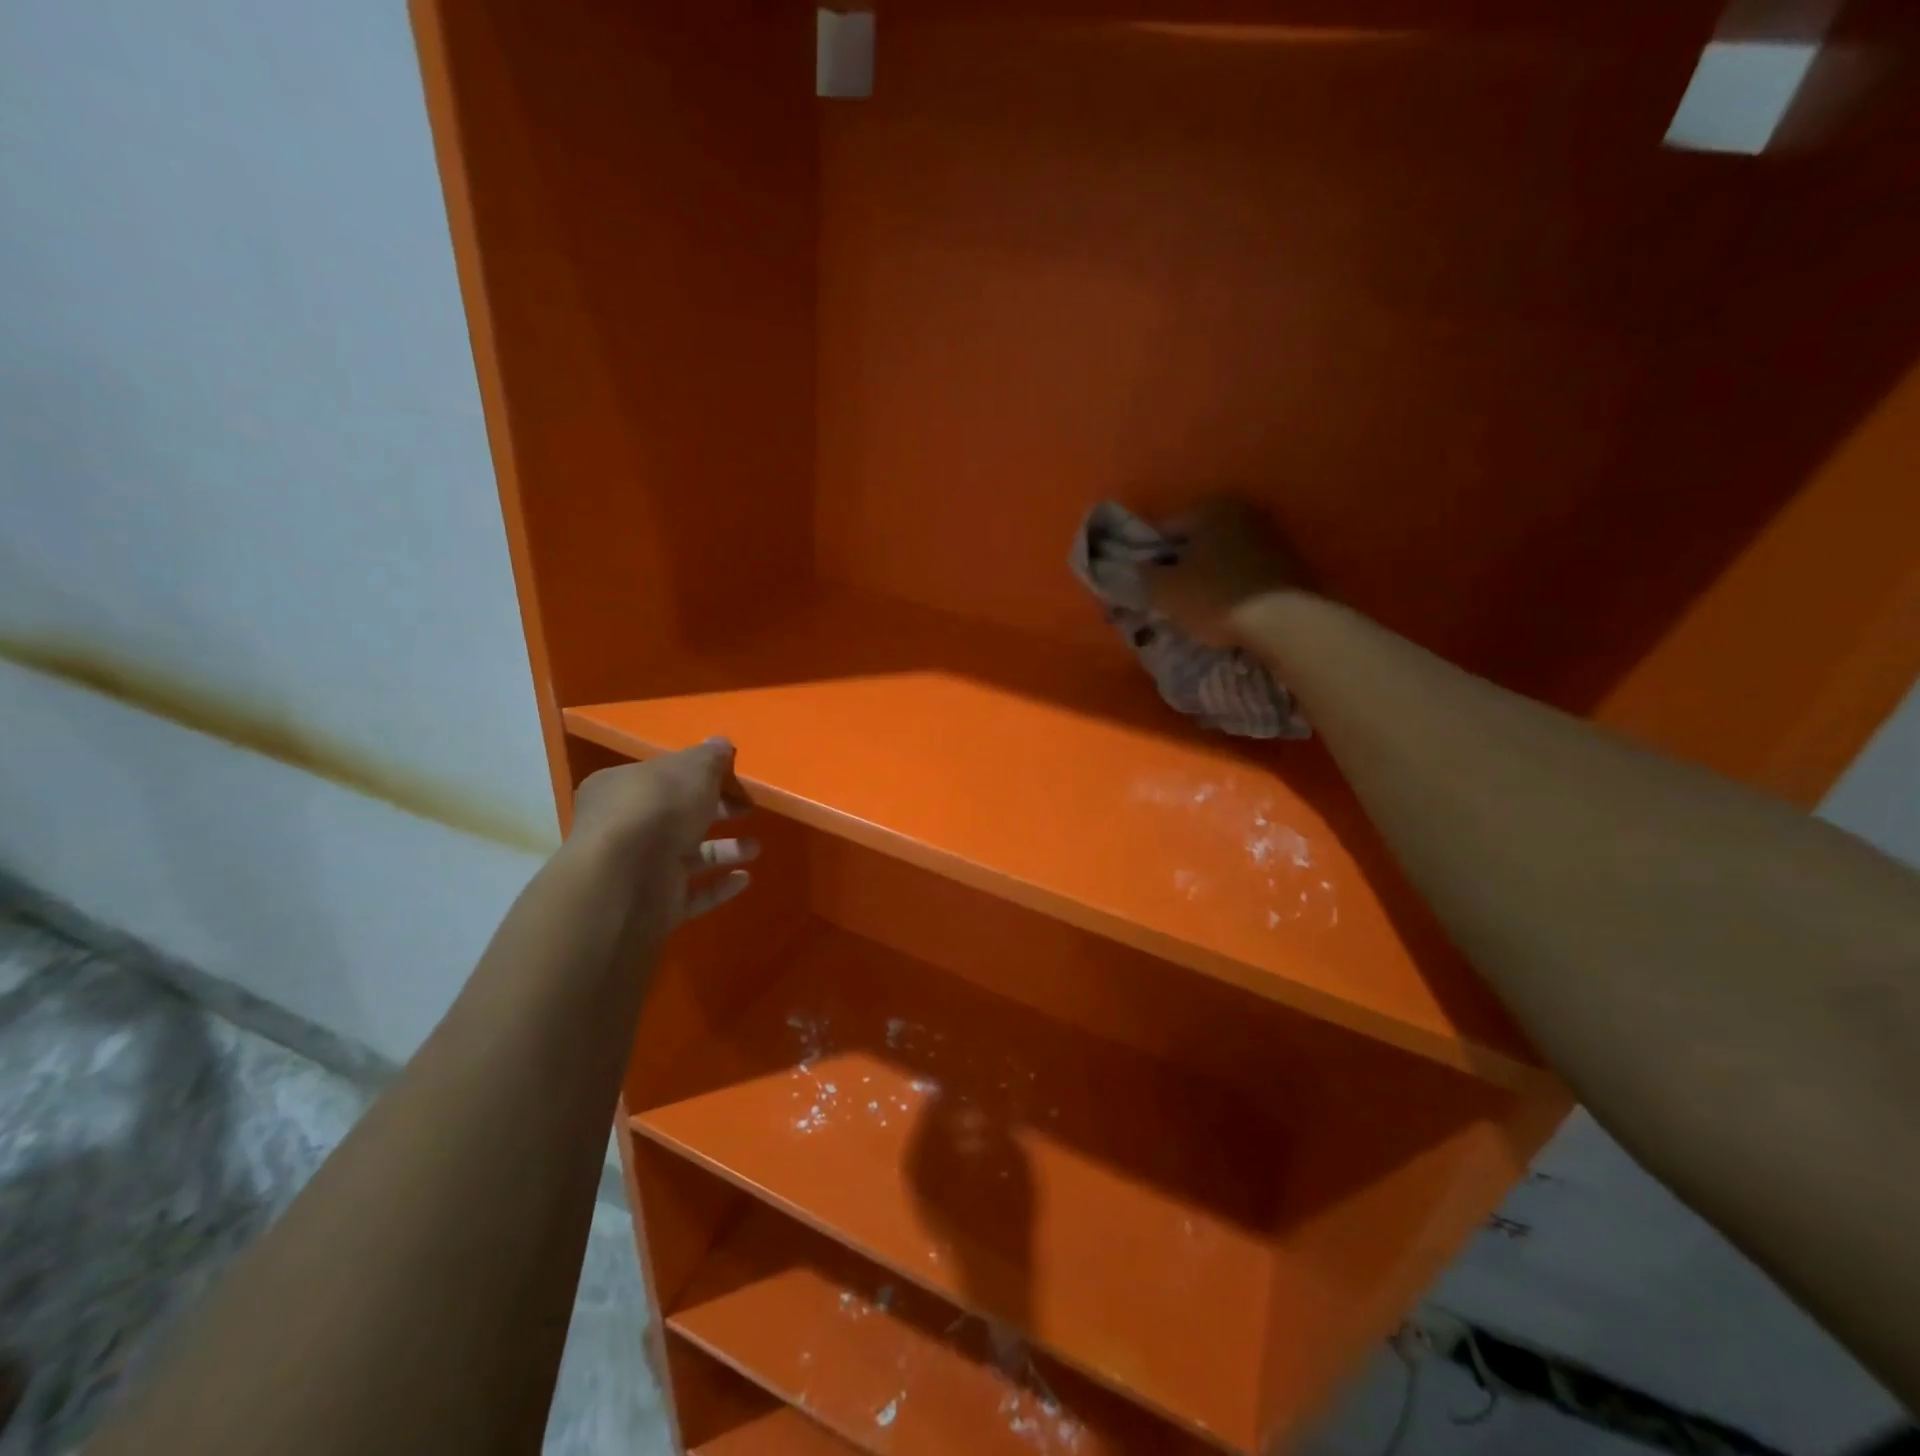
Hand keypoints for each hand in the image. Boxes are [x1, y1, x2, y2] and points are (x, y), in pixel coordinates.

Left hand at [569, 739, 755, 923]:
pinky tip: (744, 878)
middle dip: (716, 812)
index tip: (733, 779)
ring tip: (755, 848)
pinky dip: (718, 886)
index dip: (700, 776)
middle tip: (747, 809)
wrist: (626, 880)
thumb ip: (710, 757)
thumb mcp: (692, 769)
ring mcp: (638, 870)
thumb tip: (721, 744)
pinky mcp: (653, 906)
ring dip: (723, 851)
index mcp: (622, 788)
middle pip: (677, 816)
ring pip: (687, 856)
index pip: (663, 777)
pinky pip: (692, 894)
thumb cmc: (657, 809)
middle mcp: (624, 828)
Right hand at [1141, 495, 1306, 643]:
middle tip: (1167, 598)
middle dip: (1179, 566)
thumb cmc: (1214, 597)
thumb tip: (1139, 569)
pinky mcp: (1287, 562)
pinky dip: (1230, 585)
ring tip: (1196, 607)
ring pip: (1220, 557)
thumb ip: (1143, 574)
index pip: (1163, 530)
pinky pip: (1243, 572)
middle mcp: (1242, 511)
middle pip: (1195, 542)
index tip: (1142, 584)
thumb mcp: (1163, 590)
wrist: (1281, 622)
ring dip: (1206, 576)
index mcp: (1209, 507)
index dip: (1147, 558)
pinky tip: (1224, 608)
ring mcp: (1269, 535)